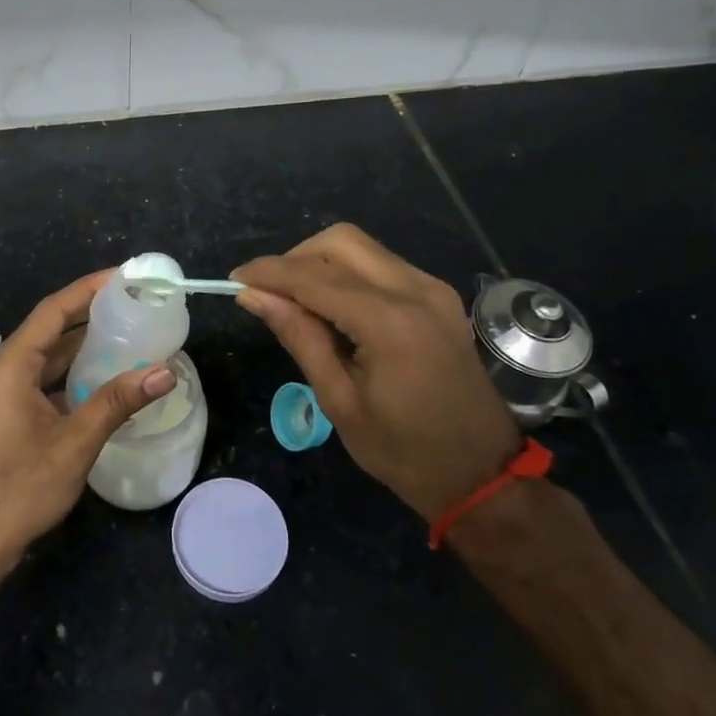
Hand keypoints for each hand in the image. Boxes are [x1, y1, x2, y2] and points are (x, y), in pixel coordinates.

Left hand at [0, 270, 176, 569]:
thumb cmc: (20, 489)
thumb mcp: (75, 443)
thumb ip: (118, 401)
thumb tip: (165, 372)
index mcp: (7, 368)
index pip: (51, 312)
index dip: (86, 290)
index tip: (120, 276)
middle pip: (46, 331)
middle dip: (86, 316)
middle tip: (129, 305)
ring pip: (41, 358)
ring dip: (77, 347)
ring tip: (121, 334)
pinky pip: (35, 380)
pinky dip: (65, 374)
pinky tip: (96, 379)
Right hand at [233, 224, 520, 521]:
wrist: (481, 474)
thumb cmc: (404, 451)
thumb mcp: (340, 400)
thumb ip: (299, 337)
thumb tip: (254, 296)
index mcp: (389, 321)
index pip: (313, 277)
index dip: (268, 273)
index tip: (234, 280)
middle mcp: (414, 290)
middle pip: (340, 242)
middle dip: (295, 258)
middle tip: (269, 293)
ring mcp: (432, 289)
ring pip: (362, 248)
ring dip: (321, 263)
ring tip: (295, 301)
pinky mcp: (439, 296)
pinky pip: (382, 266)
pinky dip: (348, 274)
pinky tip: (333, 307)